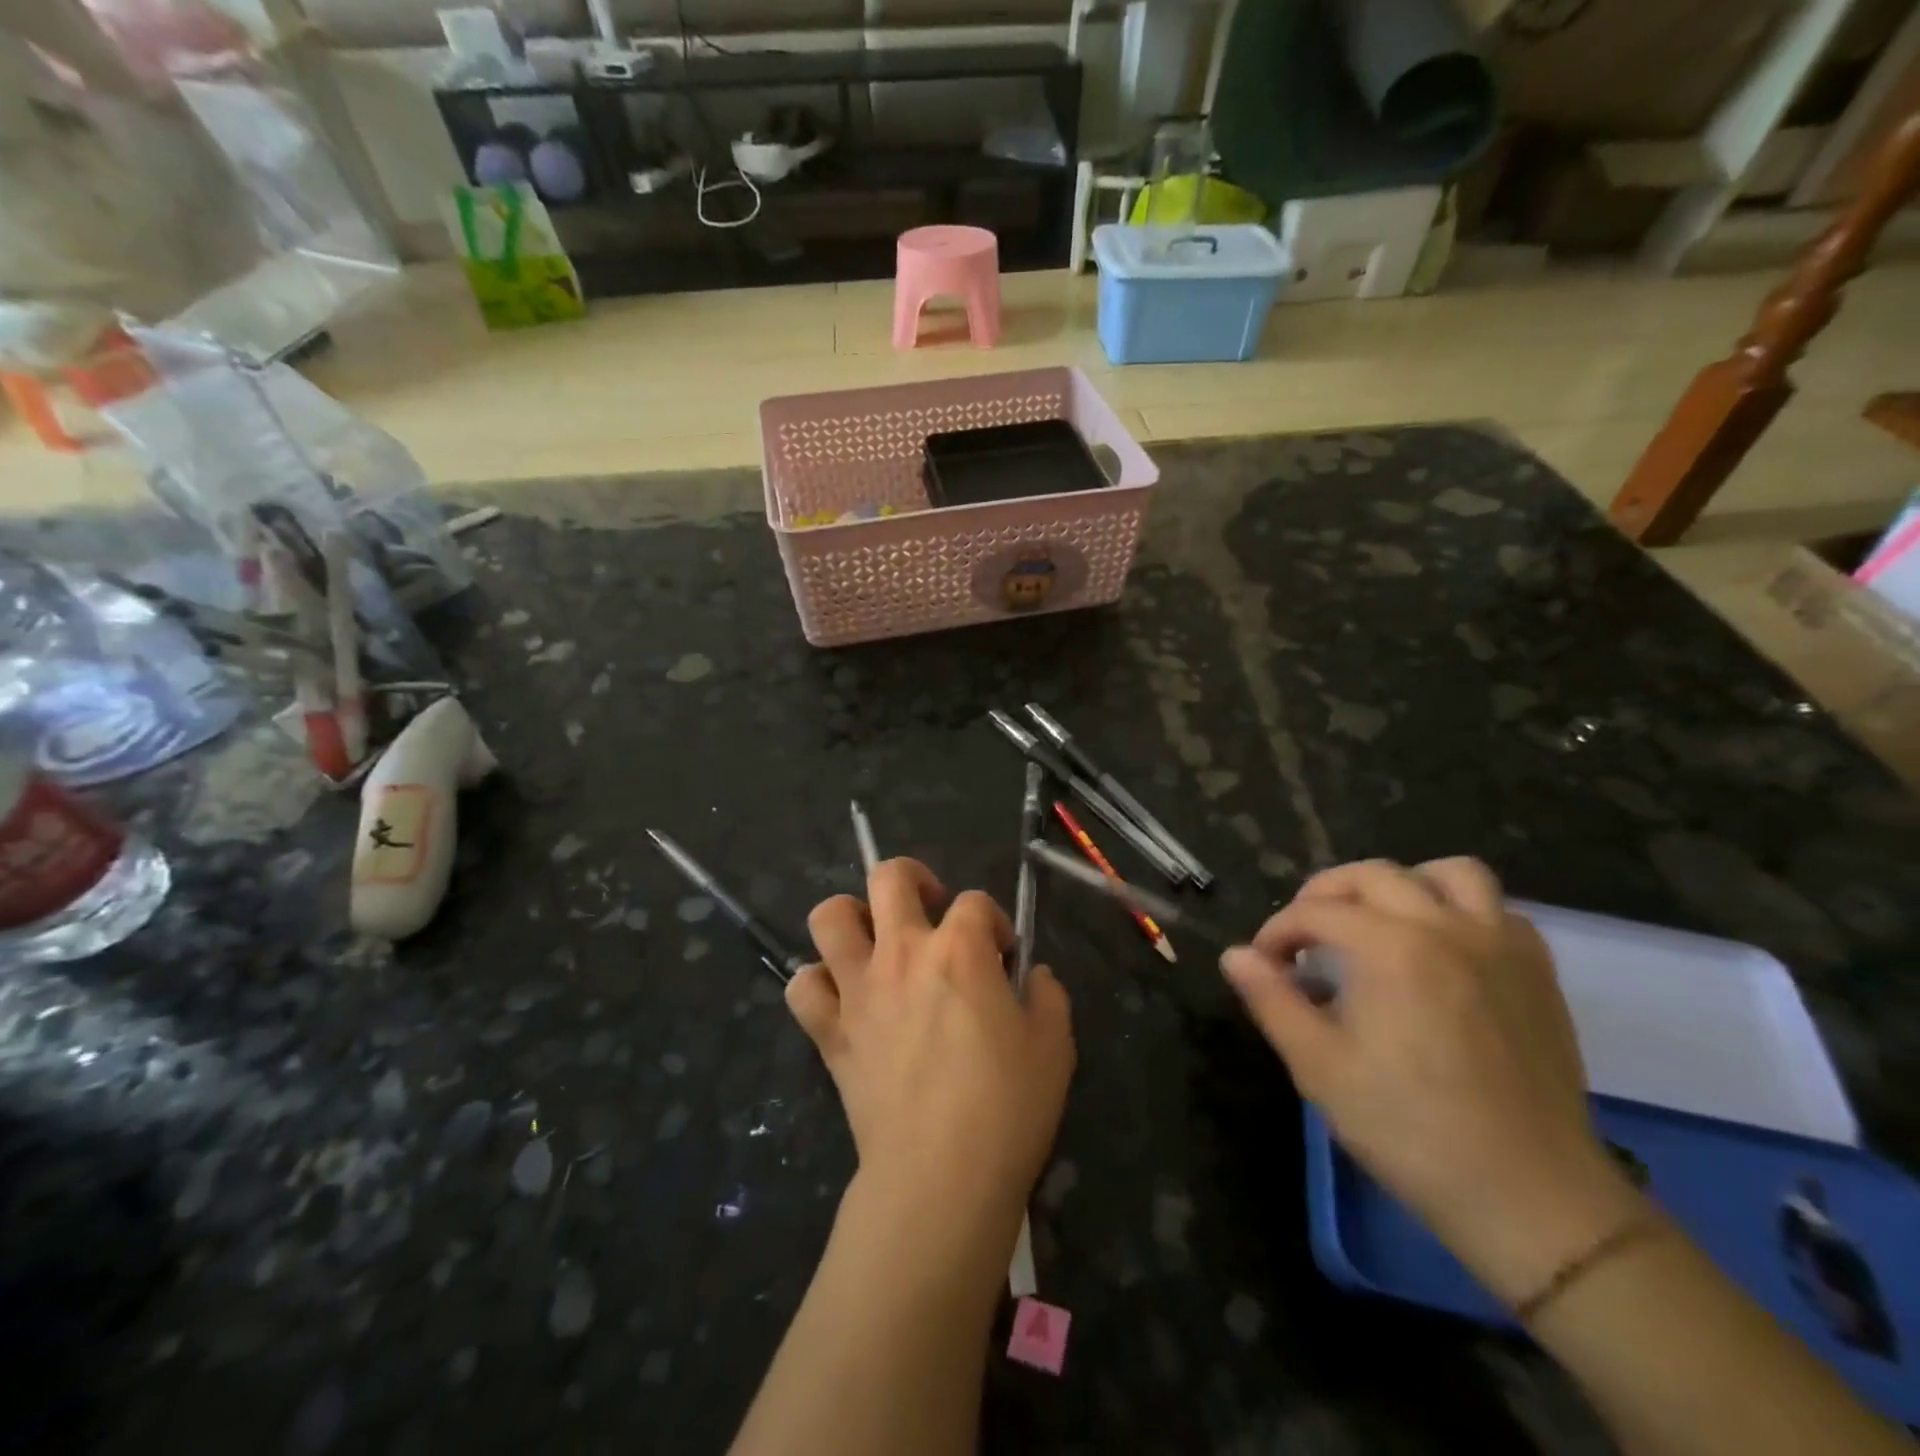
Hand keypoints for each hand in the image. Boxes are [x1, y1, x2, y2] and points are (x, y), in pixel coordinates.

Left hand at [788, 859, 1075, 1238]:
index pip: (976, 902)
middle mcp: (903, 953)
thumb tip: (1034, 976)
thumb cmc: (1007, 1107)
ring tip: (874, 940)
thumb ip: (1048, 996)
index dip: (994, 922)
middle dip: (913, 879)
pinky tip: (842, 997)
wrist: (940, 1176)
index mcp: (960, 950)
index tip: (1004, 957)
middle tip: (930, 911)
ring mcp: (859, 989)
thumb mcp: (1054, 1046)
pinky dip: (817, 983)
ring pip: (829, 917)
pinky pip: (802, 987)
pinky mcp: (830, 1031)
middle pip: (889, 877)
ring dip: (850, 916)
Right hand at [1223, 858, 1641, 1303]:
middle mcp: (1446, 927)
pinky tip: (1440, 950)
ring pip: (1449, 873)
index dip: (1278, 932)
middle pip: (1372, 876)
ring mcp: (1500, 945)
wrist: (1530, 1198)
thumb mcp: (1319, 1067)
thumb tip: (1235, 956)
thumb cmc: (1411, 1130)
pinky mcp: (1537, 972)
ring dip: (1403, 885)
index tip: (1263, 965)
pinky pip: (1497, 910)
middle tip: (1305, 937)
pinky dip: (1460, 911)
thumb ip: (1272, 1000)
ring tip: (1378, 922)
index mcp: (1390, 947)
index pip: (1315, 912)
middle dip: (1325, 895)